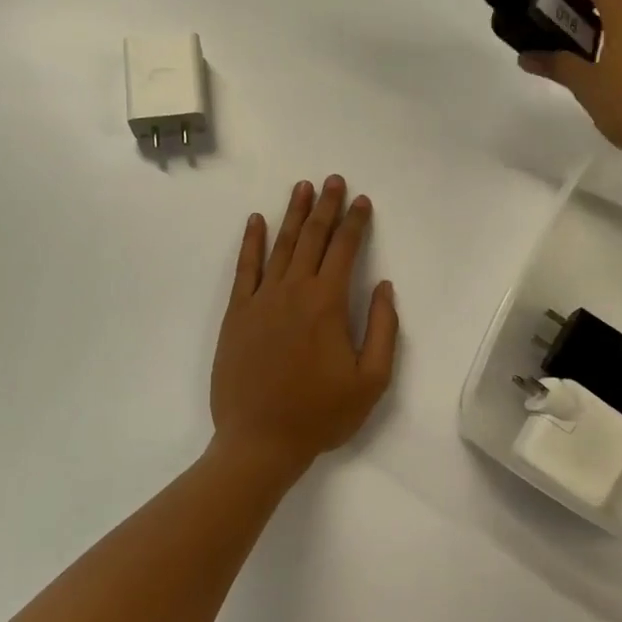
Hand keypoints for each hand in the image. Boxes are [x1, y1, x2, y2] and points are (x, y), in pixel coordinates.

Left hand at [210, 177, 398, 479]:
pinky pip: (245, 268)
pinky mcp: (237, 313)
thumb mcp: (371, 381)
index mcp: (327, 304)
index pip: (345, 250)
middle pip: (312, 238)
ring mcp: (261, 299)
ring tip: (302, 188)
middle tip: (334, 180)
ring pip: (280, 245)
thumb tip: (383, 286)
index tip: (363, 201)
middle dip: (326, 207)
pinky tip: (256, 221)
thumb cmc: (320, 414)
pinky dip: (251, 242)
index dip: (355, 223)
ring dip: (293, 214)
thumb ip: (382, 329)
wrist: (259, 440)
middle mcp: (294, 290)